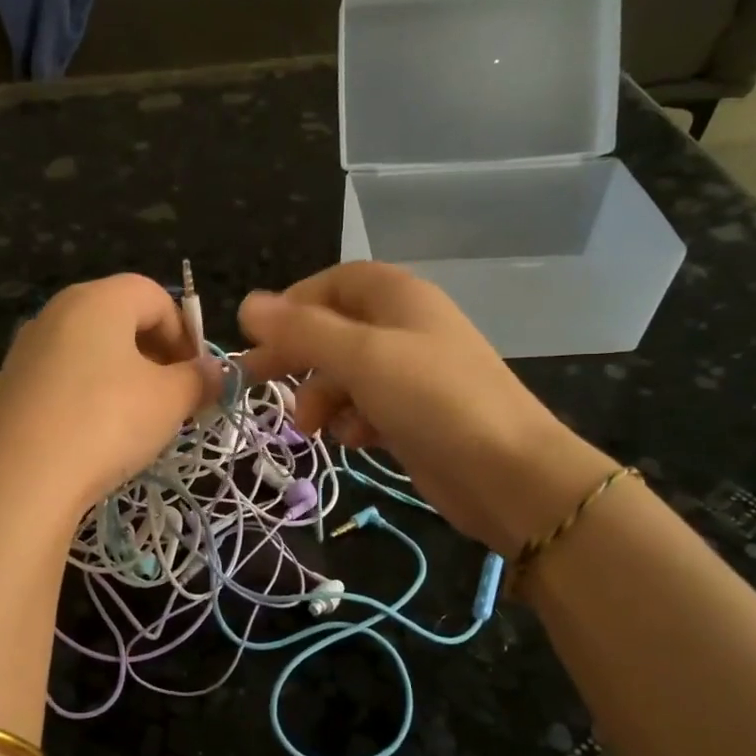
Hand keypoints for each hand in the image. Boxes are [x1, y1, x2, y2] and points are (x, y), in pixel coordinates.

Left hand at [0, 275, 216, 517]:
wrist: (21, 479)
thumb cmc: (107, 422)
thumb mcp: (170, 400)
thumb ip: (200, 379)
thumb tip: (215, 373)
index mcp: (98, 299)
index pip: (155, 296)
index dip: (186, 333)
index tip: (197, 377)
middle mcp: (56, 312)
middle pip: (118, 320)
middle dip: (154, 355)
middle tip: (172, 398)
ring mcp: (25, 350)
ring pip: (87, 352)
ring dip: (119, 377)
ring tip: (134, 421)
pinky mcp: (7, 388)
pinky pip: (59, 382)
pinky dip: (83, 397)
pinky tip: (90, 436)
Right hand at [237, 263, 615, 554]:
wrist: (508, 473)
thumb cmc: (433, 400)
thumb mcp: (361, 357)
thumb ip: (302, 330)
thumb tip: (247, 304)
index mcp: (398, 298)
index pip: (334, 283)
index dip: (293, 305)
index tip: (259, 336)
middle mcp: (404, 328)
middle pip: (334, 330)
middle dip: (297, 356)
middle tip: (255, 381)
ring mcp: (411, 374)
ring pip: (345, 374)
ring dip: (321, 397)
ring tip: (312, 427)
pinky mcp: (413, 416)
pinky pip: (365, 408)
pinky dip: (352, 421)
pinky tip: (356, 441)